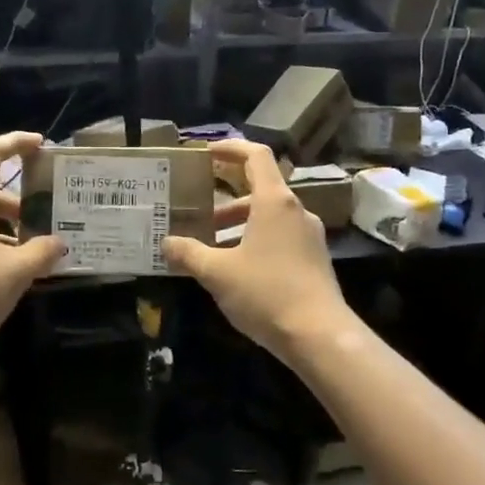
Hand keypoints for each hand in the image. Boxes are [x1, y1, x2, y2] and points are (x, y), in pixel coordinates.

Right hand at [162, 140, 353, 361]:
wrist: (320, 336)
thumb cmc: (266, 293)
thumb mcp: (217, 273)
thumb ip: (188, 254)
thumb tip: (165, 243)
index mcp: (275, 202)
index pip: (256, 156)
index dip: (231, 148)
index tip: (207, 152)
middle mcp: (296, 212)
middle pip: (260, 190)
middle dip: (225, 200)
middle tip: (197, 212)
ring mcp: (309, 237)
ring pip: (269, 218)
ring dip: (239, 225)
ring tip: (209, 246)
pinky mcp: (314, 261)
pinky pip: (280, 238)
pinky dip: (255, 242)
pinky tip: (236, 269)